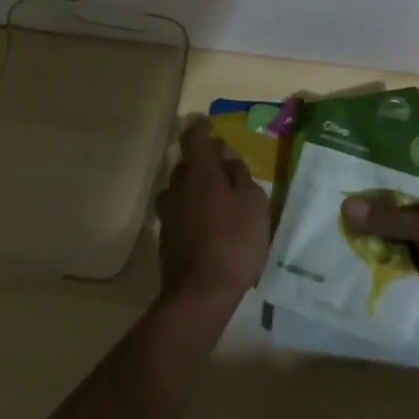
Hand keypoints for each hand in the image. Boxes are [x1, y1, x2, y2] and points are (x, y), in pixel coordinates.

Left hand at [154, 118, 270, 307]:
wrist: (200, 293)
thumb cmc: (235, 242)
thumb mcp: (253, 204)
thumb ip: (240, 175)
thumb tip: (227, 156)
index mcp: (200, 173)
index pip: (194, 139)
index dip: (201, 129)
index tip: (210, 125)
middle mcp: (178, 187)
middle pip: (186, 164)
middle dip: (202, 160)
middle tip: (223, 166)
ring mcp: (168, 213)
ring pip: (179, 188)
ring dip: (194, 186)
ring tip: (215, 196)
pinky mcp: (165, 237)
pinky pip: (178, 211)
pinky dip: (190, 208)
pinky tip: (206, 222)